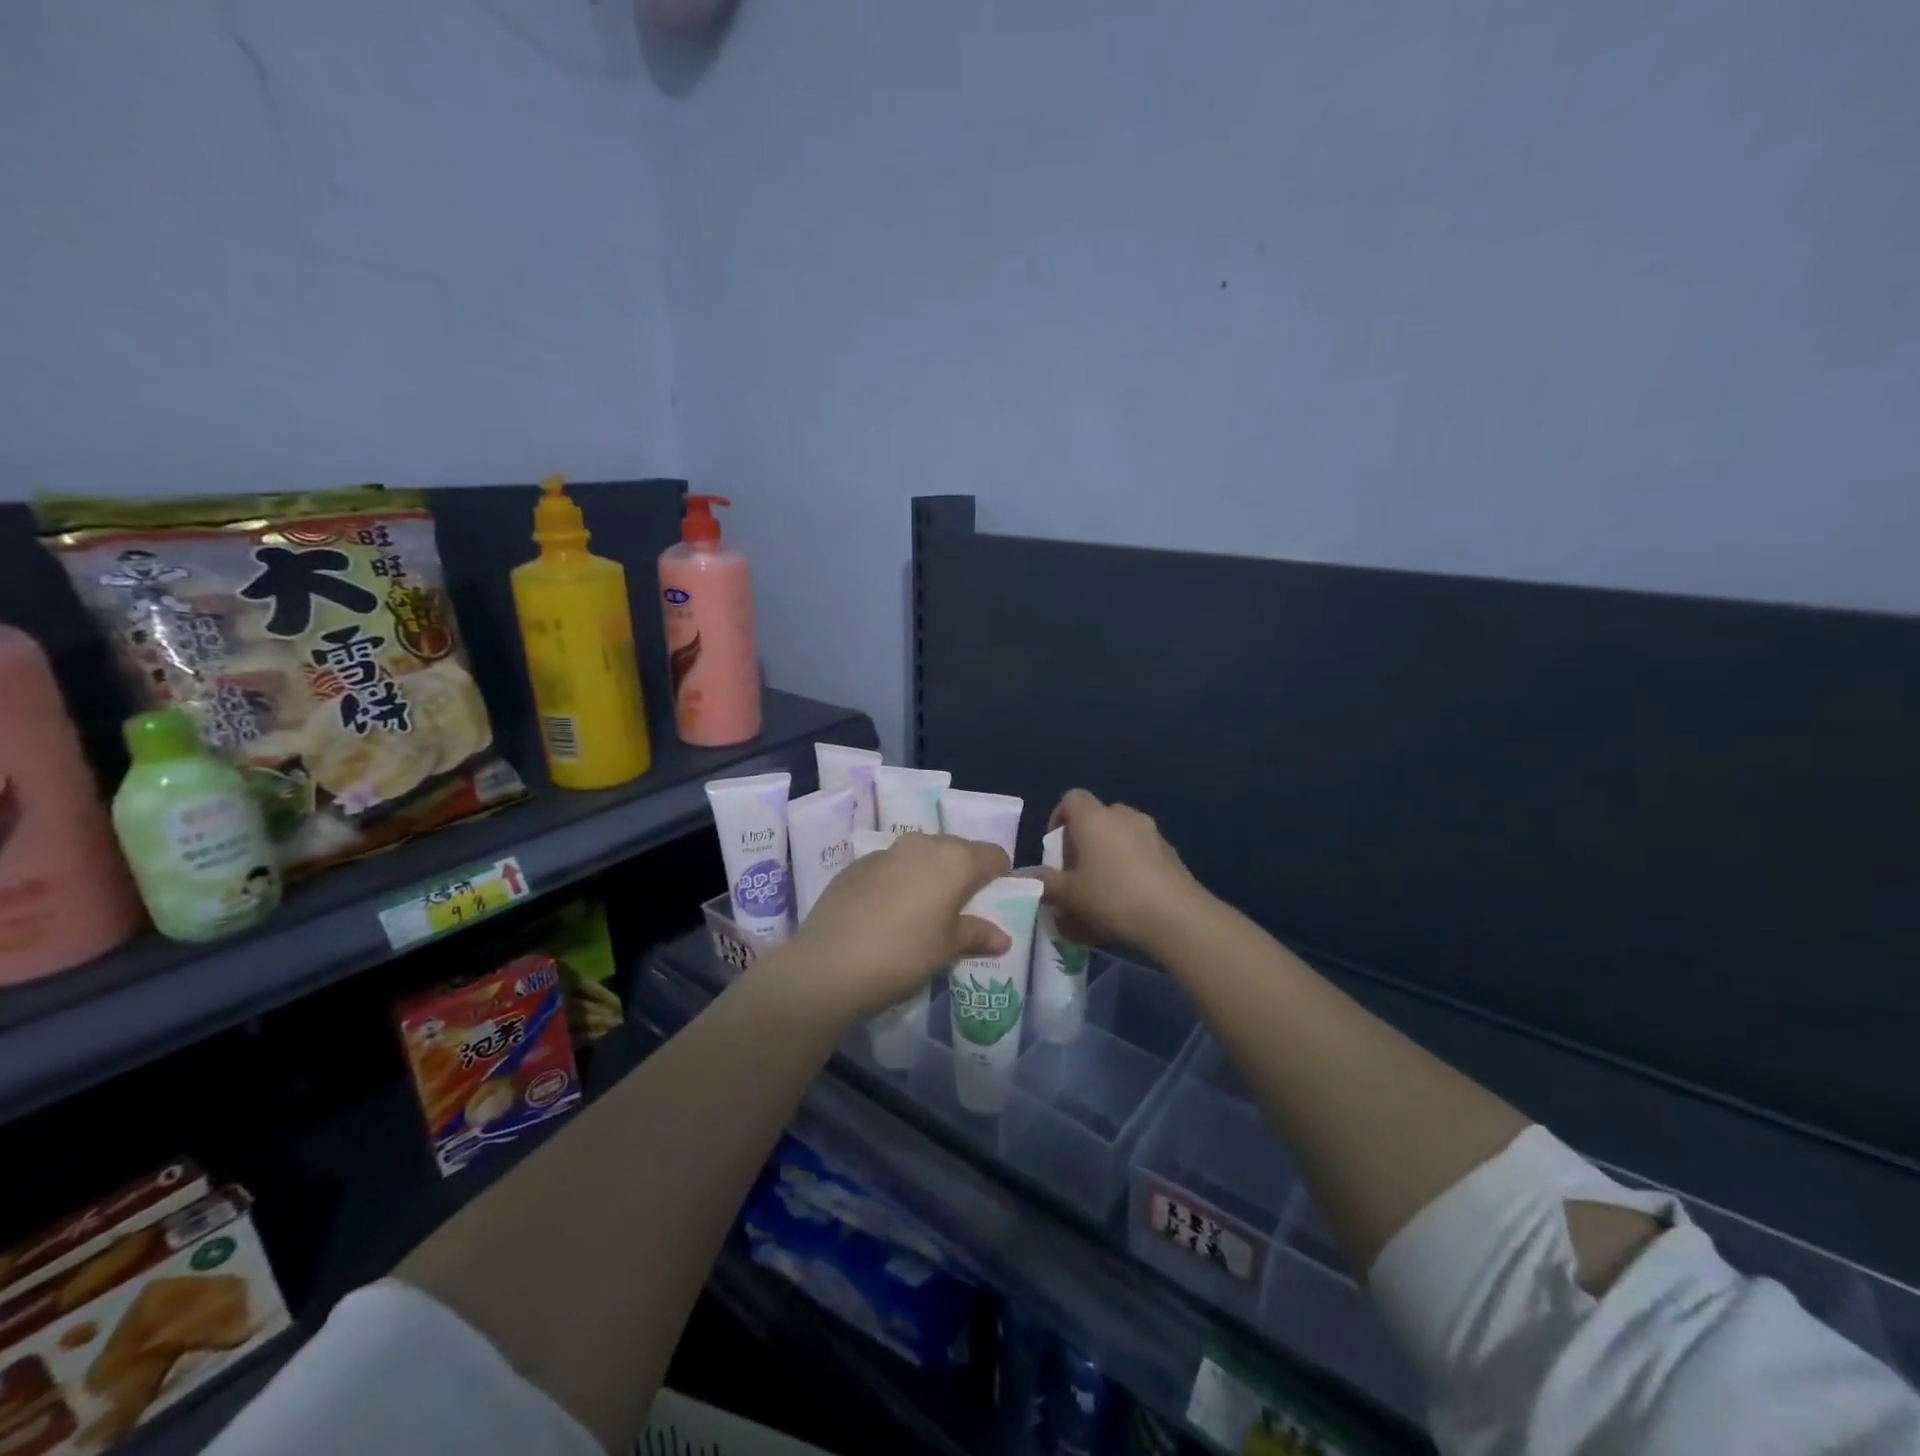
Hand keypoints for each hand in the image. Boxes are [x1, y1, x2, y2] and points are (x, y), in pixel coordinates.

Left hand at [781, 833, 1010, 1021]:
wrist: (828, 965)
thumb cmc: (903, 955)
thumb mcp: (946, 949)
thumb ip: (976, 935)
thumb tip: (1001, 937)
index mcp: (954, 860)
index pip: (993, 855)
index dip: (999, 876)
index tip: (994, 900)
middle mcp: (922, 845)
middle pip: (956, 850)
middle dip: (963, 874)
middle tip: (960, 910)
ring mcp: (885, 852)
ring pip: (920, 856)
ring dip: (928, 876)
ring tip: (922, 913)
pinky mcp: (855, 865)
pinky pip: (890, 867)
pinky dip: (897, 882)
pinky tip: (886, 915)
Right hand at [1036, 789, 1207, 950]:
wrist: (1175, 917)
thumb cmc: (1111, 897)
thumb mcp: (1068, 895)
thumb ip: (1044, 883)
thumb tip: (1022, 876)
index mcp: (1094, 818)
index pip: (1071, 799)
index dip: (1058, 819)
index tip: (1055, 849)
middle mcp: (1123, 816)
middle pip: (1097, 817)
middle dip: (1084, 841)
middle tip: (1076, 872)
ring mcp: (1151, 833)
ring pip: (1121, 835)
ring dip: (1109, 854)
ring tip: (1102, 889)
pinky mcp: (1172, 854)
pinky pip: (1142, 853)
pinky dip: (1131, 868)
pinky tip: (1129, 900)